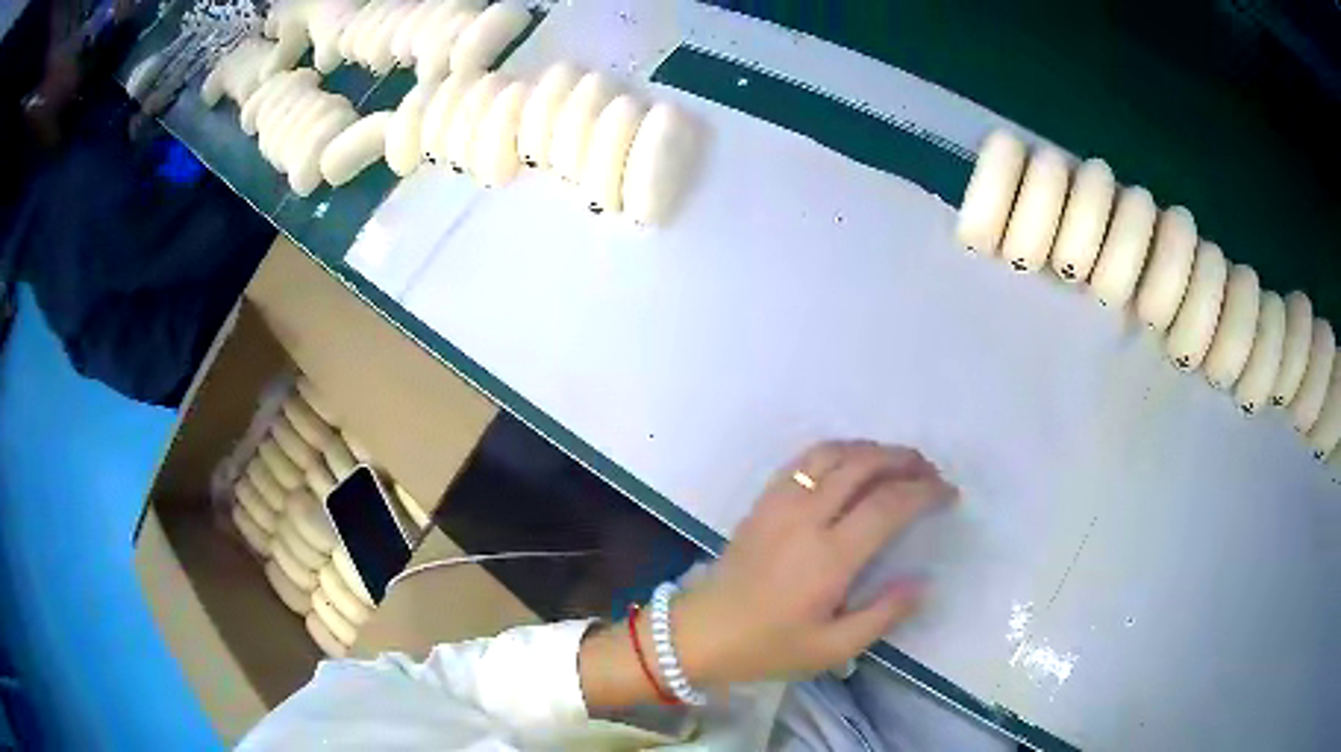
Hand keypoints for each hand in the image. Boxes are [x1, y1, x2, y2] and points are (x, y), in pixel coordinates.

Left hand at [673, 441, 955, 686]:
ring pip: (833, 453)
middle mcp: (807, 517)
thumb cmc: (768, 646)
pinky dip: (836, 451)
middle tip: (929, 471)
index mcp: (830, 556)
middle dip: (904, 460)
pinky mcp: (763, 501)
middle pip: (864, 465)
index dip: (925, 492)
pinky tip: (850, 463)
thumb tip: (922, 582)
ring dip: (871, 449)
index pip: (889, 505)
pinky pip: (803, 459)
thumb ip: (883, 615)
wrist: (701, 633)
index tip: (949, 494)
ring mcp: (780, 502)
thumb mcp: (832, 649)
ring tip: (897, 462)